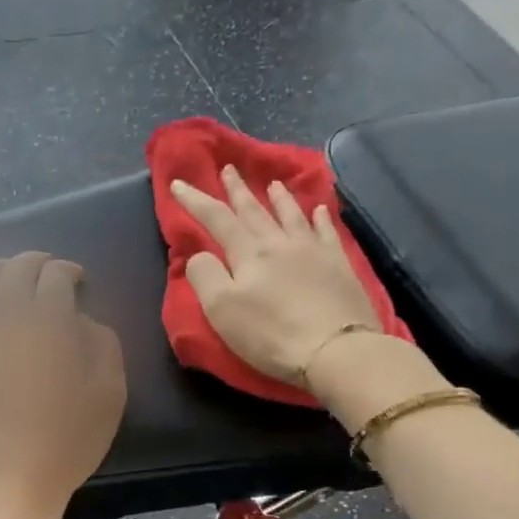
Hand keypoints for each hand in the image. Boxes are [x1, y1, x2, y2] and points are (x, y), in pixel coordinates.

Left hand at [0, 253, 126, 518]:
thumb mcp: (108, 398)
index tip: (78, 282)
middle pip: (15, 269)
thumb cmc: (65, 445)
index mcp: (48, 325)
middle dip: (35, 263)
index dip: (69, 272)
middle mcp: (5, 319)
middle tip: (47, 274)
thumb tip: (82, 320)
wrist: (4, 485)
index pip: (55, 276)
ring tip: (8, 282)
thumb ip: (103, 346)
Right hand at [171, 166, 380, 382]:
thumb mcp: (222, 310)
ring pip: (291, 215)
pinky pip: (326, 232)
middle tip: (228, 169)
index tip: (179, 183)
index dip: (195, 200)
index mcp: (248, 253)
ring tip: (272, 183)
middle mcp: (279, 243)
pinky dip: (320, 217)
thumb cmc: (270, 334)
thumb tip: (200, 255)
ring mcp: (313, 251)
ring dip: (278, 198)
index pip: (216, 219)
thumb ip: (205, 276)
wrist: (335, 349)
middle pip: (254, 210)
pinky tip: (319, 209)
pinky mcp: (339, 266)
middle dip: (237, 191)